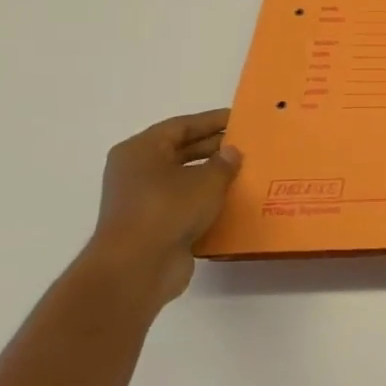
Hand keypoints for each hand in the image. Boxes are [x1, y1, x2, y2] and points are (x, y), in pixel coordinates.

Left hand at [84, 110, 242, 306]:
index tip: (240, 118)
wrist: (137, 267)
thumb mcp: (206, 181)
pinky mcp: (153, 225)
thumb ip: (223, 163)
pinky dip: (206, 201)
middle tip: (248, 145)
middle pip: (180, 151)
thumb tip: (231, 152)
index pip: (181, 126)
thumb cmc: (168, 210)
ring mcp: (143, 200)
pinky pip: (184, 204)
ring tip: (246, 172)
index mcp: (141, 150)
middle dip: (214, 148)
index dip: (212, 121)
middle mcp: (137, 171)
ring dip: (212, 176)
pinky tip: (232, 202)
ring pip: (183, 179)